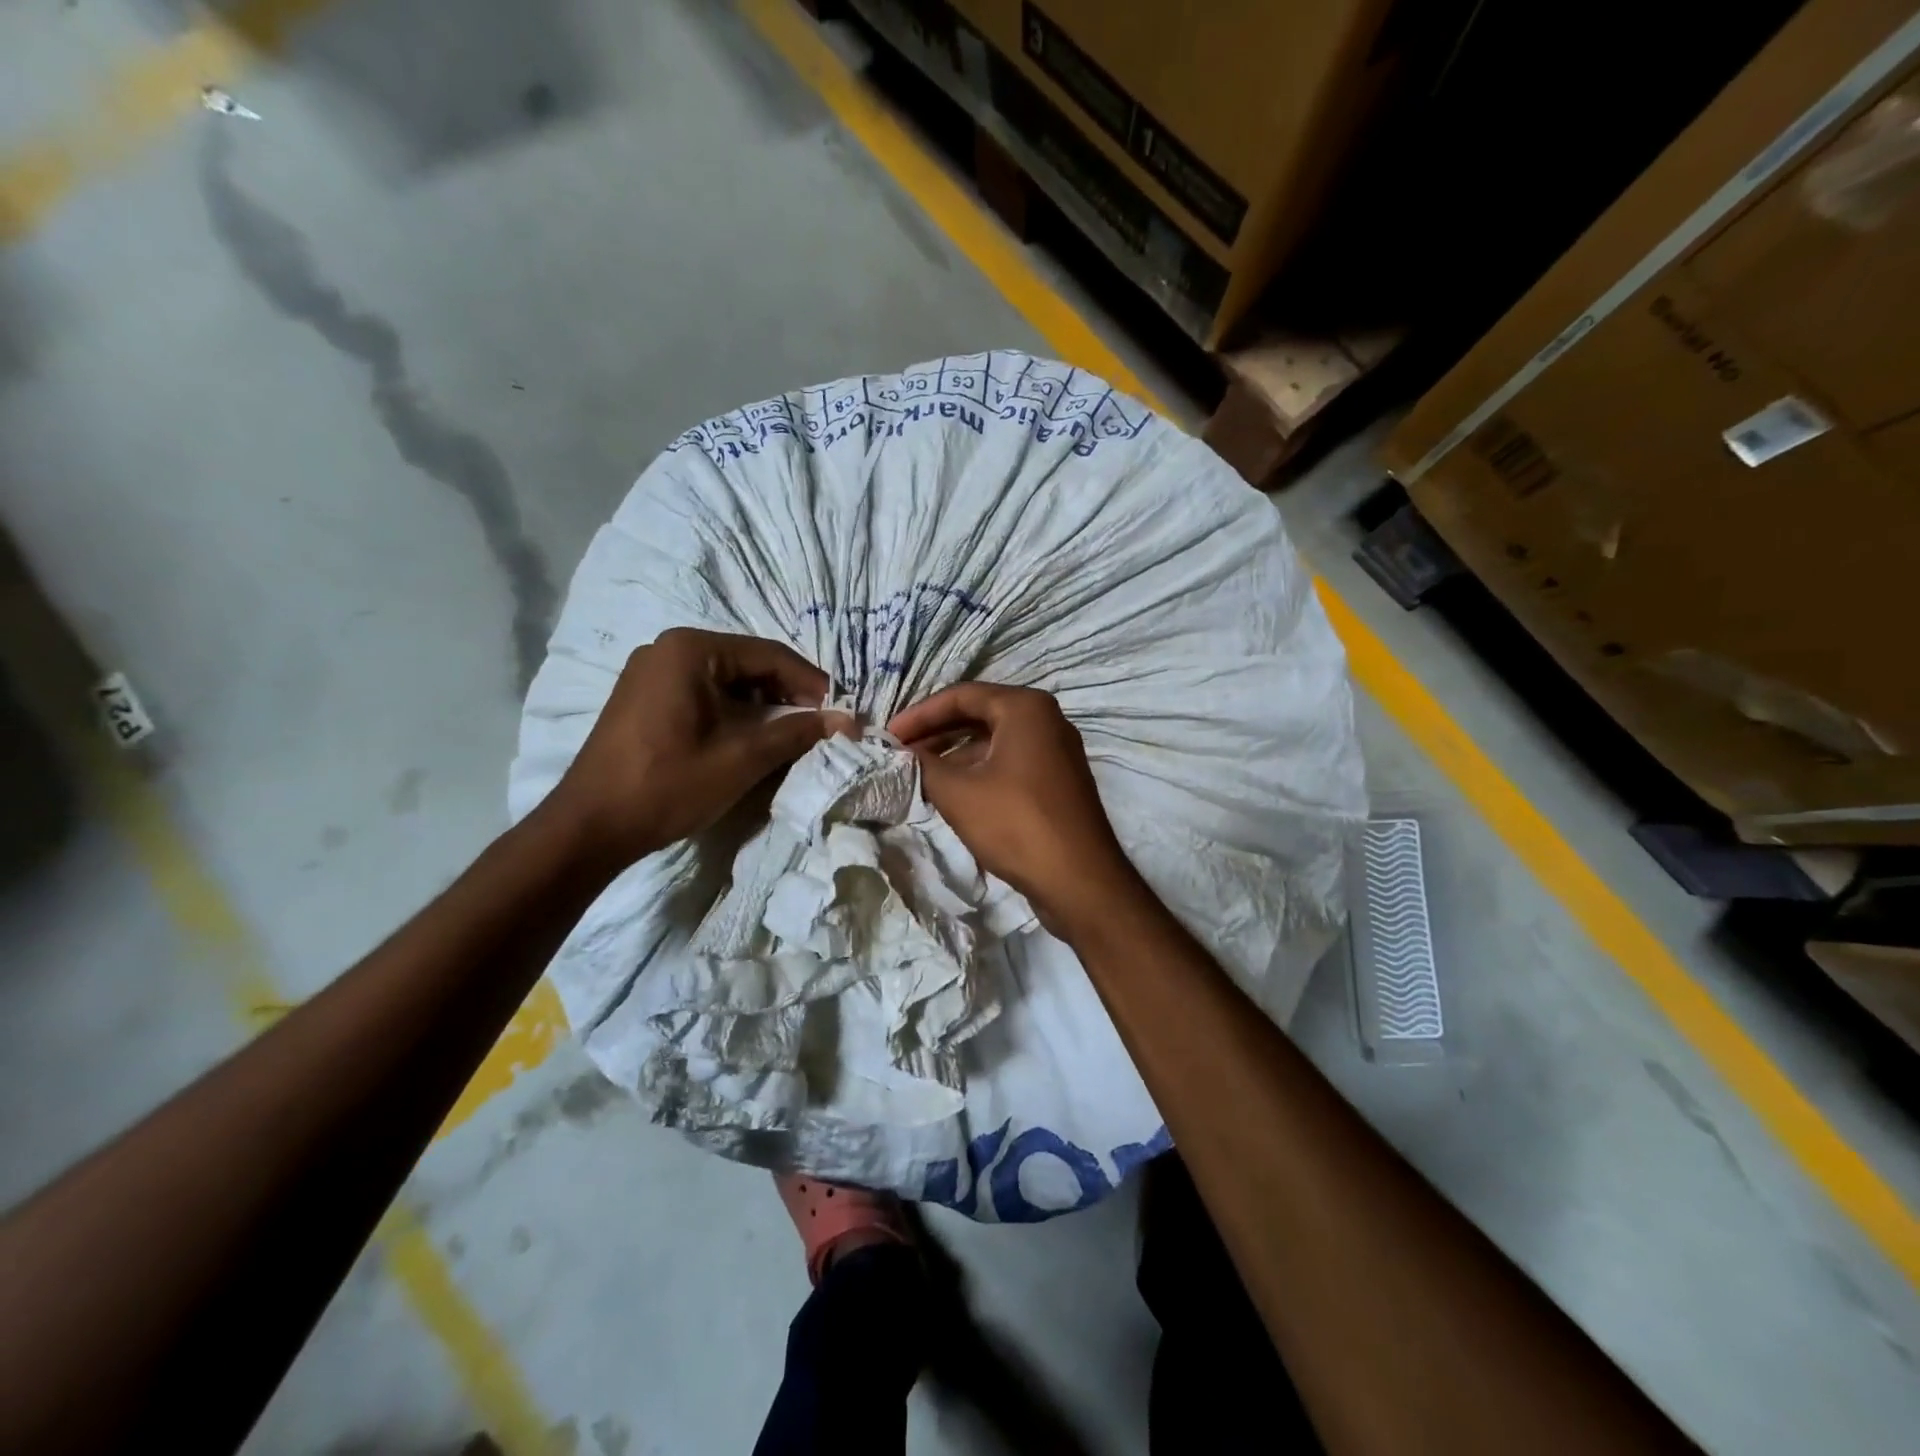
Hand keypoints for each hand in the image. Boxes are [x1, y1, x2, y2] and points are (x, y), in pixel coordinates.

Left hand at [547, 628, 843, 868]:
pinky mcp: (642, 697)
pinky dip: (731, 712)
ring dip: (760, 706)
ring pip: (725, 680)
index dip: (811, 683)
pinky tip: (747, 738)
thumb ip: (798, 733)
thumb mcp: (743, 758)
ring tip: (788, 736)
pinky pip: (701, 693)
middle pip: (747, 664)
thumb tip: (847, 721)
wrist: (591, 826)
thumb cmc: (670, 784)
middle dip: (786, 695)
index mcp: (691, 649)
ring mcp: (650, 672)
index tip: (839, 711)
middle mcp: (668, 648)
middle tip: (817, 725)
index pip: (769, 655)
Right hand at [888, 683, 1142, 939]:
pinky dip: (979, 771)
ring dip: (955, 754)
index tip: (889, 736)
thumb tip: (901, 755)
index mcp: (1026, 707)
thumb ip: (923, 766)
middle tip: (900, 753)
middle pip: (979, 714)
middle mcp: (1046, 719)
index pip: (961, 695)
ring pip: (994, 741)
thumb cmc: (1017, 824)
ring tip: (919, 774)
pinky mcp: (1058, 780)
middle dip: (936, 733)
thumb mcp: (958, 793)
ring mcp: (1056, 751)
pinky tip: (952, 793)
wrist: (1080, 880)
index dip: (920, 714)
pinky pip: (1010, 762)